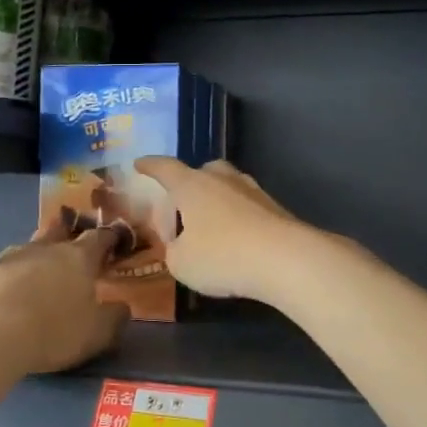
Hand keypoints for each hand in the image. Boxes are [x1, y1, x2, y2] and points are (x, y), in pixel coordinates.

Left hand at [0, 223, 129, 374]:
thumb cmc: (54, 328)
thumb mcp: (96, 333)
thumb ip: (113, 318)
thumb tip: (123, 306)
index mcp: (80, 257)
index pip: (99, 238)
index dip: (109, 237)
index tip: (115, 238)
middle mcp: (47, 248)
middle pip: (60, 230)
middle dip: (69, 232)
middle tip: (74, 241)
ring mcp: (13, 256)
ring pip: (31, 246)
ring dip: (39, 253)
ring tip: (42, 267)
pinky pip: (6, 266)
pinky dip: (13, 273)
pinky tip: (12, 286)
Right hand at [133, 158, 317, 305]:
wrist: (286, 259)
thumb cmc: (222, 256)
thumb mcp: (181, 263)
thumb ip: (174, 251)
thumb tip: (182, 246)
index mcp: (192, 185)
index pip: (165, 168)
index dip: (150, 166)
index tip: (139, 164)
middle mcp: (222, 179)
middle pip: (200, 174)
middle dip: (186, 191)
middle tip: (179, 219)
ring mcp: (252, 192)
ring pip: (225, 190)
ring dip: (212, 207)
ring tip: (207, 235)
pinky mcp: (275, 210)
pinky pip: (245, 209)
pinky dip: (234, 221)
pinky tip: (234, 245)